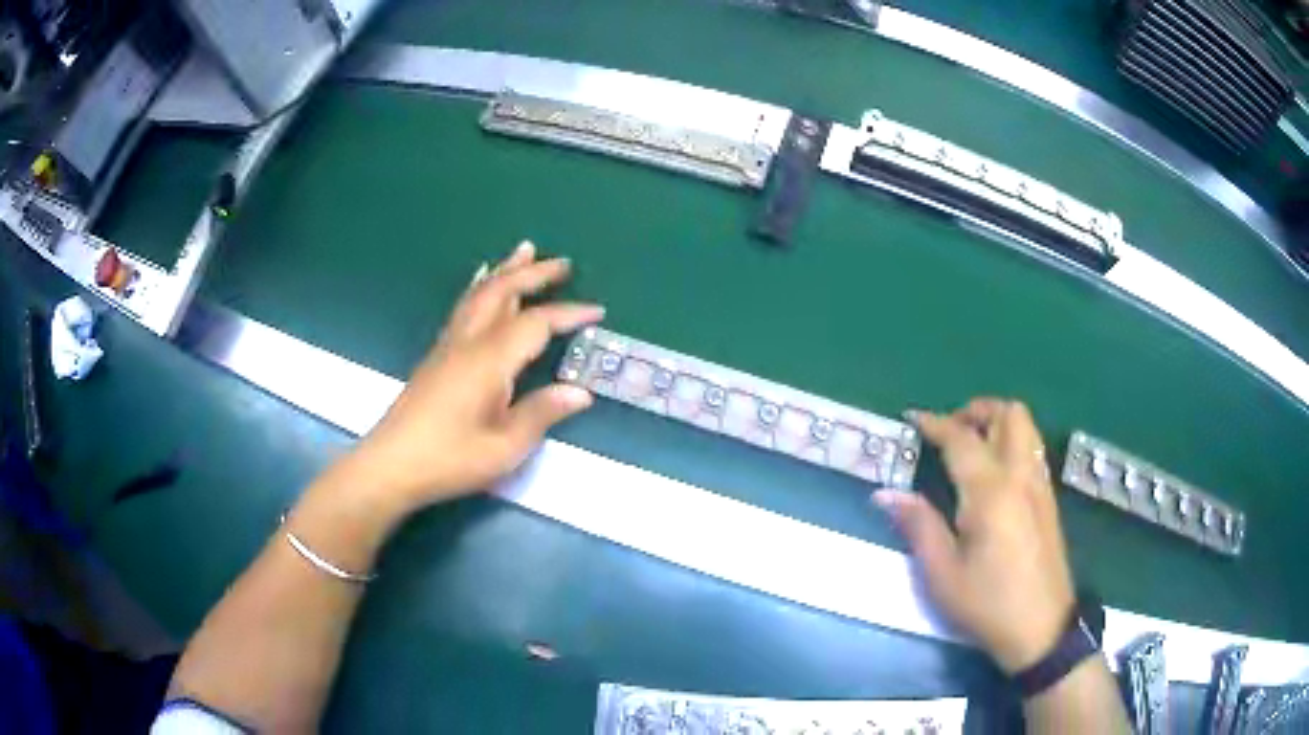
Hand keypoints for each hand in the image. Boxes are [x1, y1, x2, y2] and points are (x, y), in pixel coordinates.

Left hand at [348, 241, 603, 513]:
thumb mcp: (505, 447)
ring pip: (480, 294)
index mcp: (490, 360)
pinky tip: (481, 283)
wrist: (392, 464)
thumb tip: (581, 392)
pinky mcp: (437, 354)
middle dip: (534, 274)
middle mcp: (469, 341)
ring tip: (523, 250)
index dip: (568, 314)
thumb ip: (541, 414)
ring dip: (505, 270)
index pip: (536, 323)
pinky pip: (464, 306)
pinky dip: (480, 287)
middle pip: (503, 292)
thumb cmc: (451, 459)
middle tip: (563, 262)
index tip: (598, 311)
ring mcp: (449, 345)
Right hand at [875, 399, 1074, 672]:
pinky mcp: (1049, 500)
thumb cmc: (986, 604)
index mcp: (990, 491)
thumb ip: (918, 526)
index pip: (961, 438)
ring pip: (1026, 428)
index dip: (934, 423)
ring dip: (998, 423)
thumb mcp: (942, 574)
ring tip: (972, 446)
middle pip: (1009, 414)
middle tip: (951, 431)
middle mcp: (1020, 476)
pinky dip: (1013, 442)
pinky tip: (995, 475)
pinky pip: (1033, 450)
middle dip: (978, 410)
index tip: (912, 418)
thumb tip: (885, 493)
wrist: (1040, 628)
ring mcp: (1040, 486)